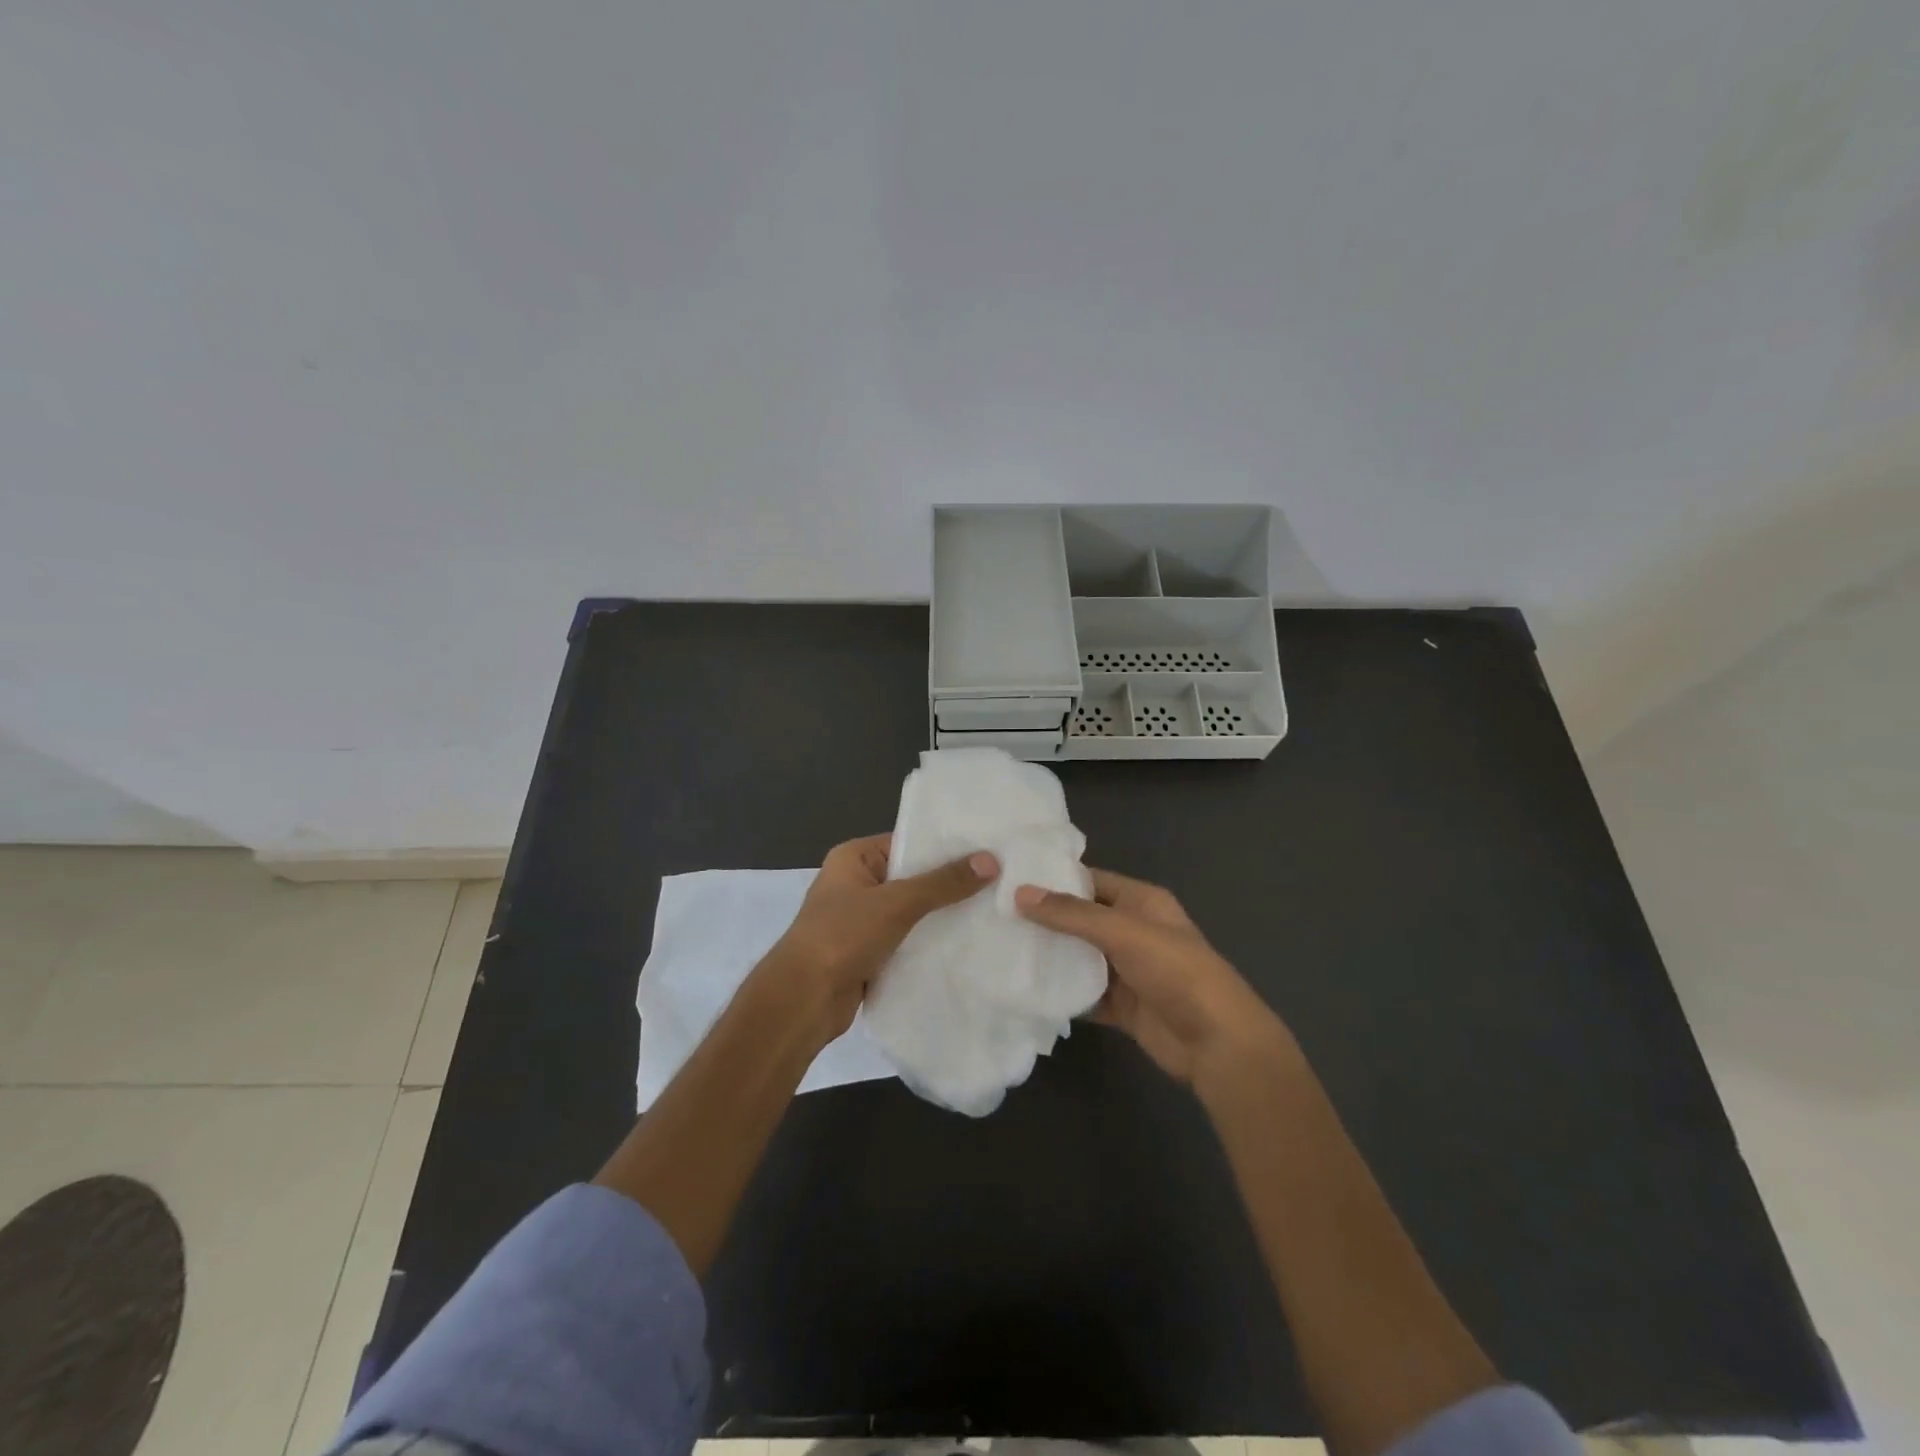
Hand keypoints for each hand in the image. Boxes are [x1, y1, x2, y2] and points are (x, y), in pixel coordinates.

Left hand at [764, 833, 997, 1044]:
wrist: (803, 1000)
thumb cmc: (842, 936)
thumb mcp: (896, 903)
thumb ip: (943, 883)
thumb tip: (991, 860)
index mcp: (853, 857)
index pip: (907, 842)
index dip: (945, 847)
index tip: (987, 850)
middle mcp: (856, 883)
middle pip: (911, 877)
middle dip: (948, 884)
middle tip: (999, 881)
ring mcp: (860, 920)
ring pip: (911, 912)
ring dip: (940, 916)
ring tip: (991, 911)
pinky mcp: (867, 952)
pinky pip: (906, 939)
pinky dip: (928, 942)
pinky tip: (965, 944)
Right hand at [1015, 868, 1292, 1090]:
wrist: (1217, 1043)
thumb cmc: (1176, 972)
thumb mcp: (1124, 932)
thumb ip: (1072, 914)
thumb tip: (1020, 894)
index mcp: (1142, 902)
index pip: (1090, 881)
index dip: (1053, 879)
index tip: (1009, 880)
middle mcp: (1133, 930)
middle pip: (1081, 919)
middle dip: (1045, 919)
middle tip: (995, 916)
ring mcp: (1128, 970)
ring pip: (1080, 957)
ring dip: (1050, 957)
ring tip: (1000, 949)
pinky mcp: (1123, 1006)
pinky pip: (1085, 993)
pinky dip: (1062, 993)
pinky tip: (1026, 990)